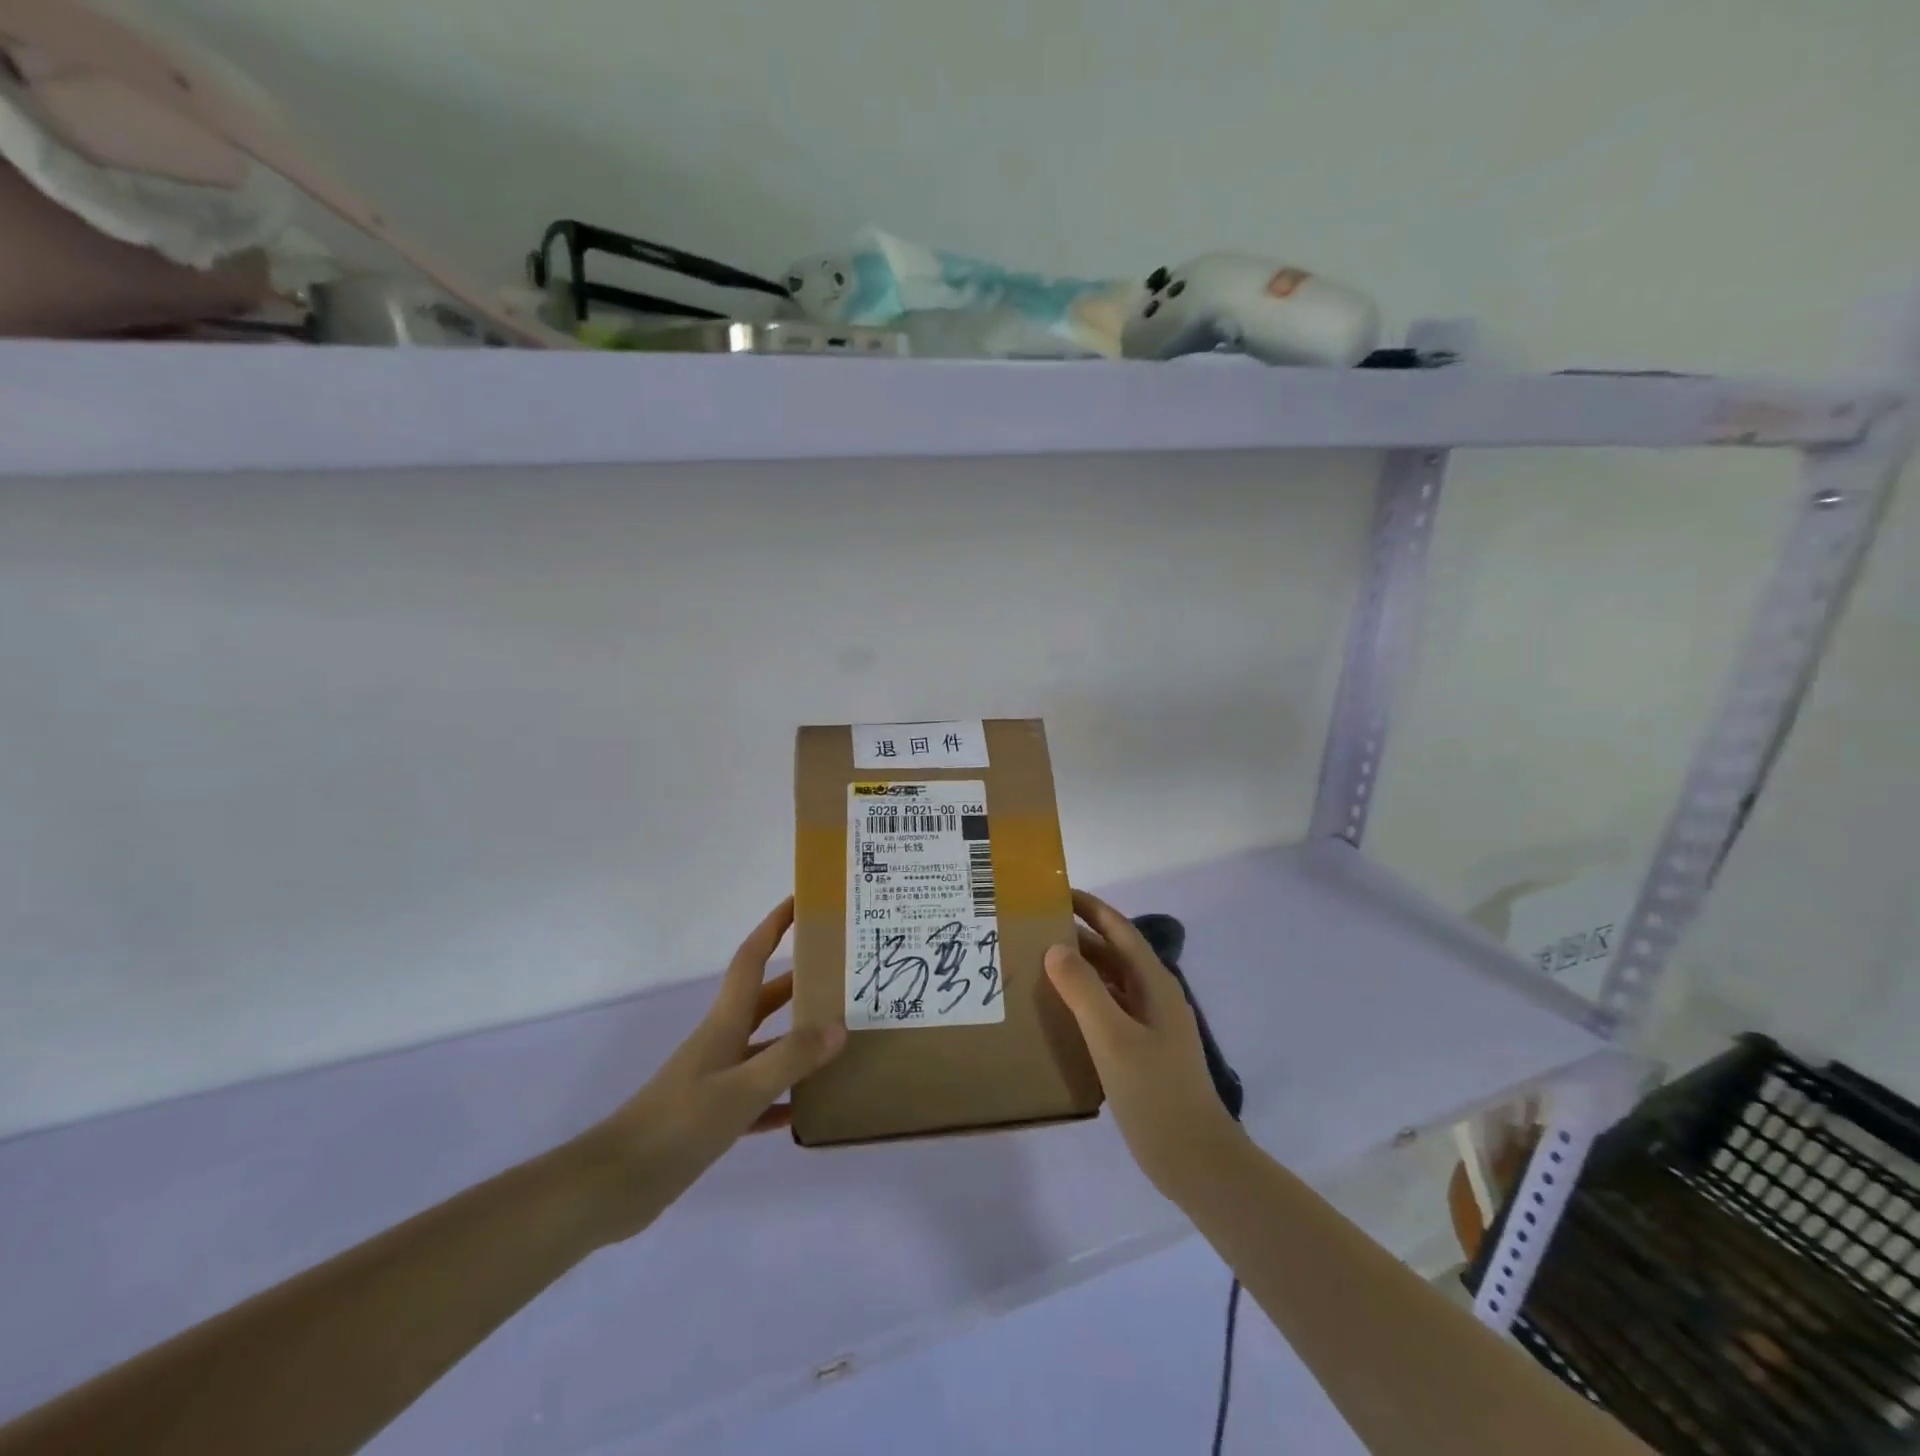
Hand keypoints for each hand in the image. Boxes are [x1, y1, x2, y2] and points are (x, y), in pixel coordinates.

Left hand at [576, 898, 845, 1241]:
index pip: (752, 958)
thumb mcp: (741, 1090)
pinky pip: (758, 1096)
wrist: (613, 1184)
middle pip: (765, 999)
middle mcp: (722, 1043)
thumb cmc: (677, 1124)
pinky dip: (783, 1096)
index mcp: (725, 1023)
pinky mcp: (711, 1116)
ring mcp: (716, 1080)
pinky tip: (808, 1108)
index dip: (774, 925)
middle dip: (799, 981)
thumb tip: (839, 1026)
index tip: (800, 901)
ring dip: (797, 1039)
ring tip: (839, 1038)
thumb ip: (790, 1057)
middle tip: (840, 973)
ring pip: (765, 1046)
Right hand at [1045, 890, 1247, 1199]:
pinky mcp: (1141, 1051)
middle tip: (1031, 928)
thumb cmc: (1155, 1093)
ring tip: (1035, 963)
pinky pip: (1107, 1012)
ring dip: (1077, 970)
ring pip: (1108, 983)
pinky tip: (1055, 1012)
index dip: (1089, 907)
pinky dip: (1082, 1002)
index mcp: (1153, 983)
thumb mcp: (1113, 1037)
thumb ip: (1083, 990)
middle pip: (1112, 954)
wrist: (1196, 1161)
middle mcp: (1152, 996)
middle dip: (1076, 937)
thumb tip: (1055, 947)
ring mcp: (1149, 1025)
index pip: (1118, 929)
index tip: (1053, 892)